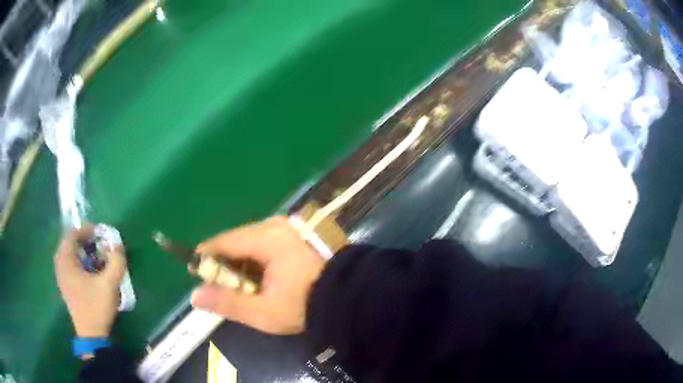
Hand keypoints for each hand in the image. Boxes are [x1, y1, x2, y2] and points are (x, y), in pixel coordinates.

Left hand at [54, 226, 125, 338]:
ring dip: (81, 251)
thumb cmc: (97, 307)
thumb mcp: (110, 284)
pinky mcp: (65, 285)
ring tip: (94, 256)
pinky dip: (78, 261)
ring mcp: (61, 276)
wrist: (91, 334)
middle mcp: (60, 265)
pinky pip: (69, 264)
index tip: (99, 232)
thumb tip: (118, 245)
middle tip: (97, 243)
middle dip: (84, 240)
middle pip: (69, 243)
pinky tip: (89, 270)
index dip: (85, 229)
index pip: (72, 234)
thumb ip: (116, 262)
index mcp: (66, 261)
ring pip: (69, 254)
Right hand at [191, 216, 324, 333]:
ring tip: (242, 285)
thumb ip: (227, 303)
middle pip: (236, 239)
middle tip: (222, 285)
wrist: (349, 298)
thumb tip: (195, 295)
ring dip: (242, 261)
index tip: (197, 272)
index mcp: (266, 238)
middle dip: (225, 262)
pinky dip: (258, 258)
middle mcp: (276, 225)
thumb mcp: (263, 312)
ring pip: (251, 241)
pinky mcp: (298, 235)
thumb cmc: (304, 306)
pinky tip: (262, 276)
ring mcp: (289, 228)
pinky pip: (267, 242)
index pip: (223, 241)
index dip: (206, 256)